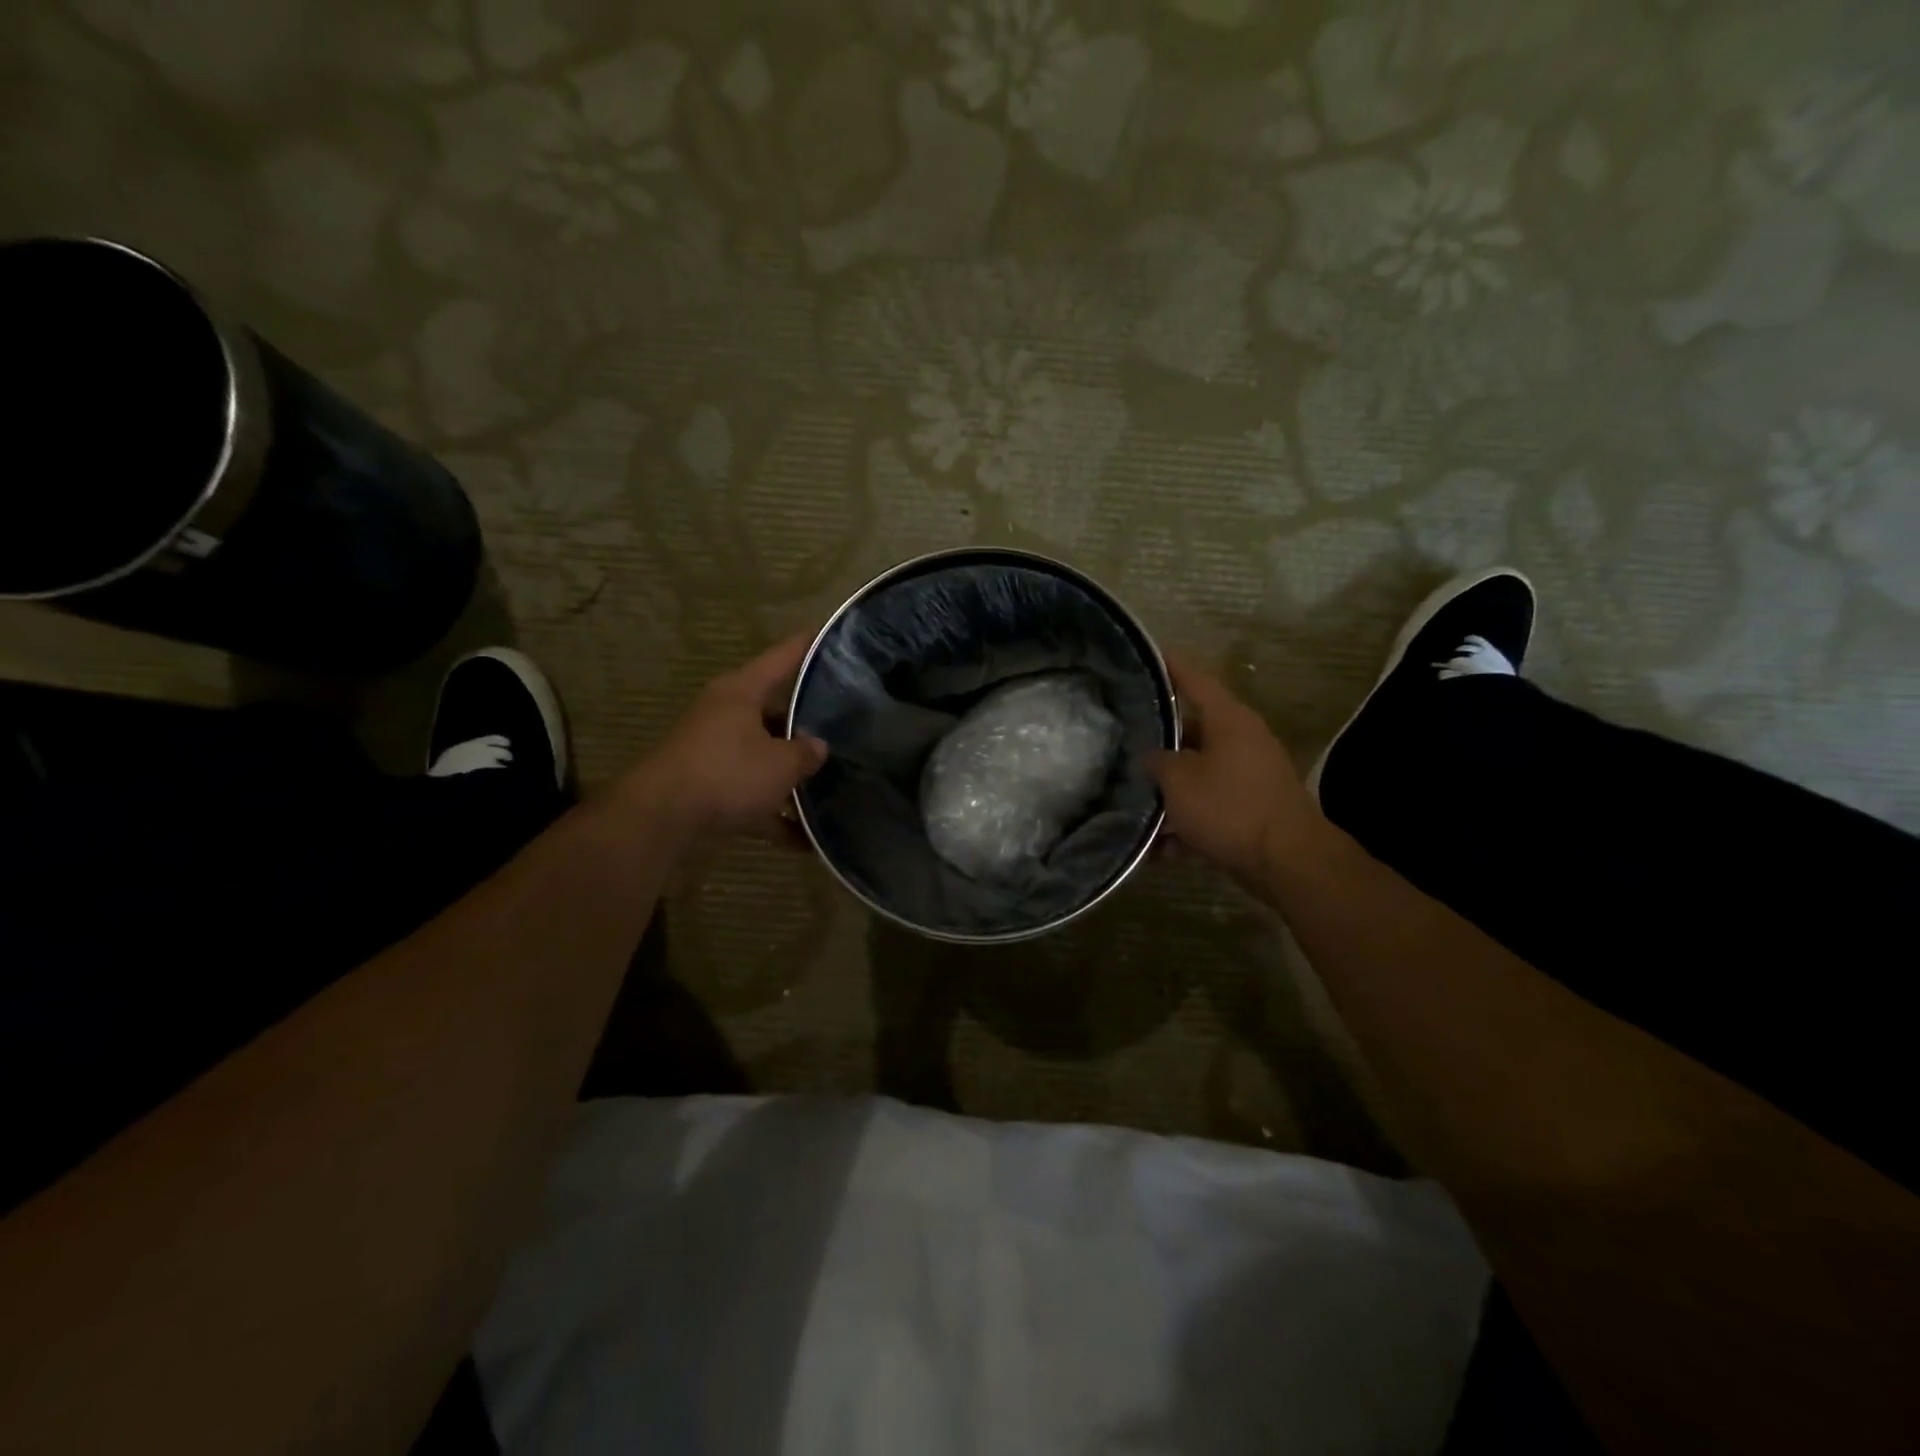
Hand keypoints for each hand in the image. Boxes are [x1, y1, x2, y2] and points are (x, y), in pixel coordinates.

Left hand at [624, 633, 828, 836]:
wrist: (661, 818)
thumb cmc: (727, 772)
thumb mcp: (780, 763)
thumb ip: (806, 753)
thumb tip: (817, 747)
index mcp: (742, 692)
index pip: (782, 658)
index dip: (808, 646)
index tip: (829, 634)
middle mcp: (726, 714)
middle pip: (774, 712)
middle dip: (807, 723)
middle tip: (846, 725)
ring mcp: (715, 751)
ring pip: (763, 756)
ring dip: (792, 774)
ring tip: (833, 784)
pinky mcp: (709, 787)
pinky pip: (752, 796)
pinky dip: (775, 814)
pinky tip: (806, 840)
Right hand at [1147, 653, 1322, 883]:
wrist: (1287, 861)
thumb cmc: (1230, 807)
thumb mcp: (1179, 781)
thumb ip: (1157, 761)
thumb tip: (1148, 755)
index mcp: (1229, 719)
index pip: (1194, 679)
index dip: (1169, 666)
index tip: (1146, 654)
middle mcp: (1243, 739)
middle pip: (1192, 729)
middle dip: (1158, 739)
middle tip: (1123, 738)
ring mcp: (1250, 774)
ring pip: (1198, 771)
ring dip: (1170, 787)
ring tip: (1134, 799)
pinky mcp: (1252, 807)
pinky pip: (1210, 804)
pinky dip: (1187, 818)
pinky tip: (1161, 845)